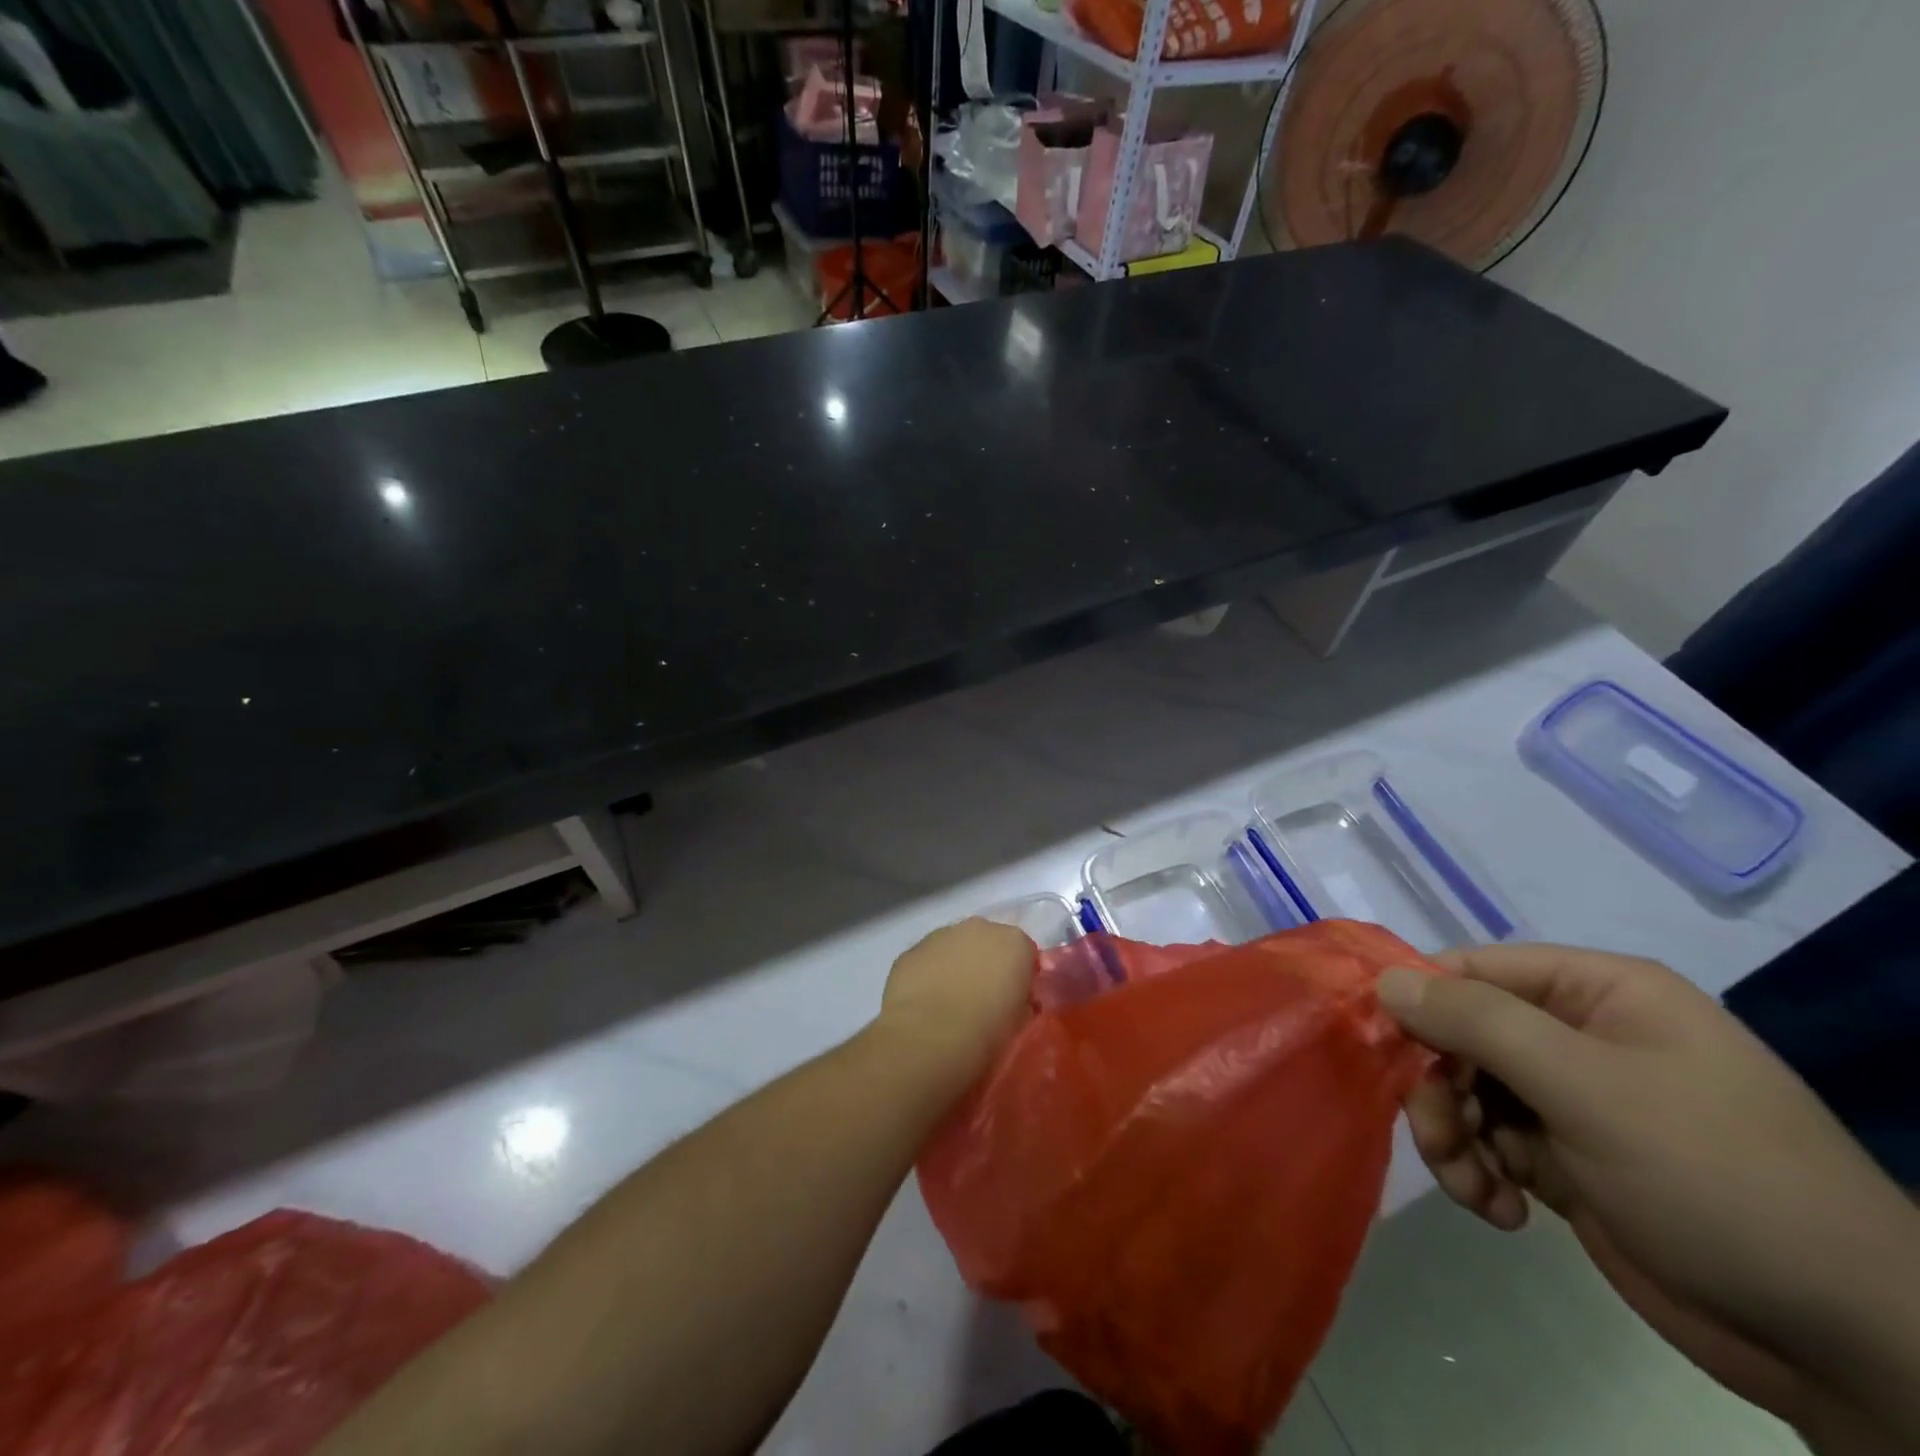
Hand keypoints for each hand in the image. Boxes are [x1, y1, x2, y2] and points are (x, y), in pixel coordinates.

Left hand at [878, 919, 1035, 1090]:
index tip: (1013, 1000)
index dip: (1019, 976)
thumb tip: (1014, 1001)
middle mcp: (979, 928)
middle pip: (988, 941)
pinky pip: (927, 959)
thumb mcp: (1020, 1021)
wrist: (930, 1037)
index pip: (1024, 952)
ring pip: (954, 946)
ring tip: (949, 1002)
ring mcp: (942, 934)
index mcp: (1015, 942)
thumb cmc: (987, 1032)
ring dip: (955, 965)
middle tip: (982, 998)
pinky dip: (929, 974)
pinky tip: (925, 1002)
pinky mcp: (912, 949)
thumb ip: (1021, 1001)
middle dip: (986, 963)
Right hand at [1377, 944, 1919, 1447]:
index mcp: (1596, 992)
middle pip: (1461, 1036)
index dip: (1420, 1002)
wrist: (1843, 1342)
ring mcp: (1572, 1100)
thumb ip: (1477, 1022)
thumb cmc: (1714, 1177)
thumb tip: (1384, 979)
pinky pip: (1489, 1144)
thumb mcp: (1587, 1087)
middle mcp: (1578, 1035)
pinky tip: (1503, 1212)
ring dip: (1454, 1137)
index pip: (1473, 971)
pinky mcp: (1566, 1160)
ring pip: (1466, 1092)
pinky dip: (1480, 1174)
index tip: (1379, 1047)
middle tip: (1441, 1137)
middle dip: (1440, 1088)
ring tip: (1475, 1185)